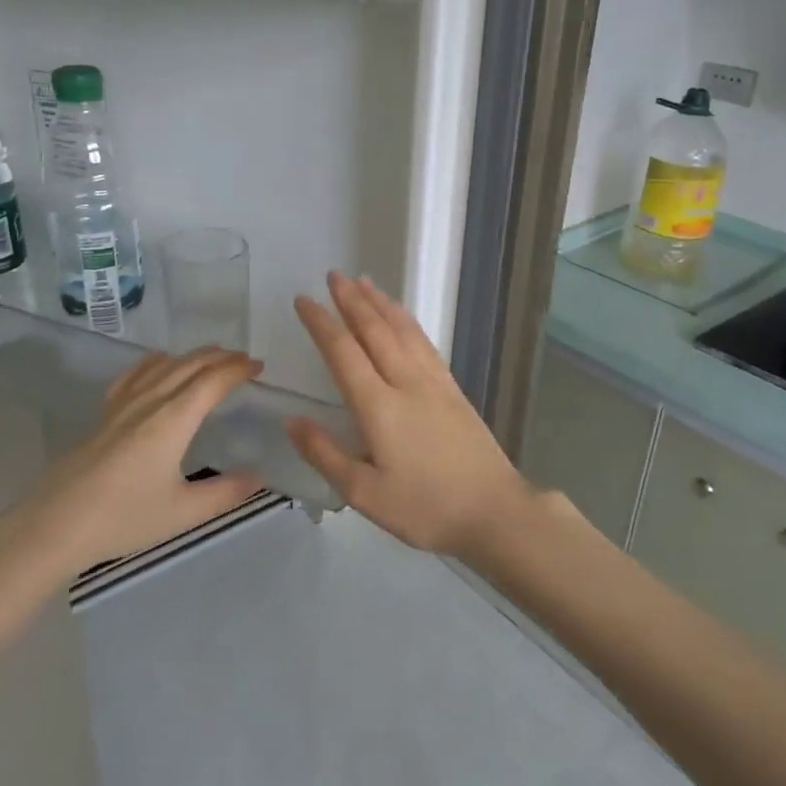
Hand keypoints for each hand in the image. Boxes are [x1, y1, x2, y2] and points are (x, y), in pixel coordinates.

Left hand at [0, 348, 263, 654]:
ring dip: (192, 356)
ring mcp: (122, 405)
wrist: (55, 525)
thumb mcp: (182, 512)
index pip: (212, 381)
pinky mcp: (103, 415)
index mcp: (173, 419)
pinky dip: (153, 361)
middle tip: (243, 359)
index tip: (258, 366)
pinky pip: (134, 375)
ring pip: (163, 366)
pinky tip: (157, 361)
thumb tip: (259, 476)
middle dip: (220, 358)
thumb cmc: (123, 518)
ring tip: (211, 355)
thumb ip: (225, 492)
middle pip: (189, 366)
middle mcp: (150, 402)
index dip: (237, 369)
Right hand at [288, 272, 538, 559]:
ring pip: (403, 330)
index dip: (321, 323)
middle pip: (375, 330)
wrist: (494, 511)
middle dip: (352, 300)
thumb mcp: (364, 493)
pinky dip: (409, 321)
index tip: (303, 300)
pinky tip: (403, 317)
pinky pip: (425, 343)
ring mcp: (434, 382)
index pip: (343, 352)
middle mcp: (406, 382)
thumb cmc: (425, 508)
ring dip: (381, 303)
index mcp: (378, 406)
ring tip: (364, 282)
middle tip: (334, 275)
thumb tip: (290, 420)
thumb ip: (325, 454)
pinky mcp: (453, 389)